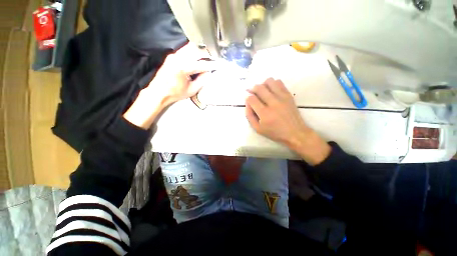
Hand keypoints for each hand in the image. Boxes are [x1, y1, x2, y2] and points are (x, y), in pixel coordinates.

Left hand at [123, 43, 214, 128]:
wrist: (158, 92)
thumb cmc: (175, 93)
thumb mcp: (191, 90)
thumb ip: (202, 80)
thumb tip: (208, 73)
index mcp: (183, 68)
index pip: (201, 64)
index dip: (211, 65)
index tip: (218, 65)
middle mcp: (178, 58)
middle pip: (196, 50)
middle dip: (206, 54)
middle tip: (212, 59)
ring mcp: (174, 55)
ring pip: (190, 47)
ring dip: (199, 52)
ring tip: (206, 58)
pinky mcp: (171, 56)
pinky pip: (184, 50)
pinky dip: (192, 53)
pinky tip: (196, 59)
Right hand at [245, 78, 330, 164]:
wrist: (295, 132)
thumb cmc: (275, 132)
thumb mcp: (258, 129)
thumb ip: (249, 116)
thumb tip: (247, 103)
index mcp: (264, 113)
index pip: (251, 99)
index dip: (247, 98)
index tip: (249, 101)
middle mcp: (273, 103)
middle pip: (259, 88)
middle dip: (253, 89)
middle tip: (253, 94)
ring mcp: (282, 97)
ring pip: (269, 81)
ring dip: (263, 85)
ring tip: (263, 92)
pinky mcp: (288, 95)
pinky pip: (279, 82)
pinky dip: (272, 84)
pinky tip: (271, 91)